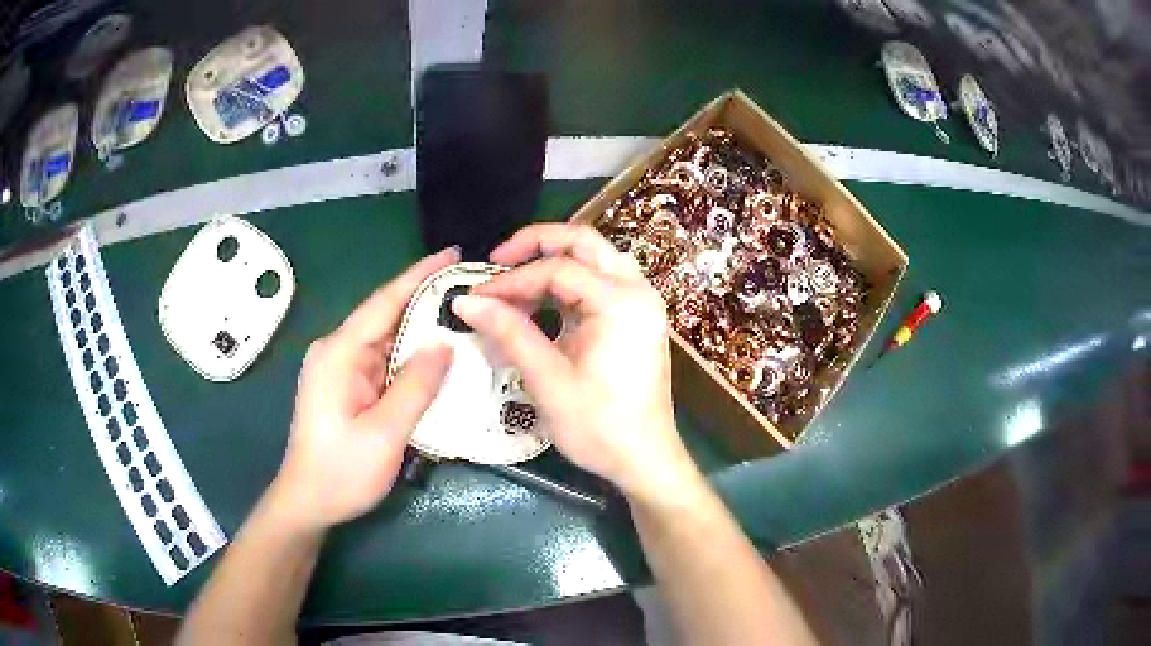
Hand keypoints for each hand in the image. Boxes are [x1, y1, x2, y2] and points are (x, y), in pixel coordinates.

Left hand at [271, 248, 458, 531]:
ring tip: (465, 317)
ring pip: (387, 339)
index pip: (384, 302)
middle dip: (427, 300)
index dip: (420, 275)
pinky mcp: (347, 385)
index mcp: (340, 353)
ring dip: (421, 329)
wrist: (308, 502)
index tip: (454, 253)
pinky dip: (411, 355)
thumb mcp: (384, 433)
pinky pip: (383, 360)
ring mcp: (341, 368)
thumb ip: (415, 386)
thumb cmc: (342, 472)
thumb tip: (445, 343)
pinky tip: (438, 355)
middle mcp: (337, 351)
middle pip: (386, 316)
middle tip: (472, 290)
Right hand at [453, 224, 701, 503]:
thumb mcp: (548, 380)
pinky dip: (566, 285)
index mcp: (621, 302)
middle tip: (497, 261)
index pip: (557, 269)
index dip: (511, 280)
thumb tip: (465, 300)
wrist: (644, 460)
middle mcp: (637, 290)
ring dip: (552, 263)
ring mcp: (641, 303)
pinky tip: (539, 304)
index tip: (475, 296)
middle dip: (536, 245)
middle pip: (583, 242)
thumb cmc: (599, 427)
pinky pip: (598, 283)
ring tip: (512, 285)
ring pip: (593, 259)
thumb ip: (509, 332)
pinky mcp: (635, 318)